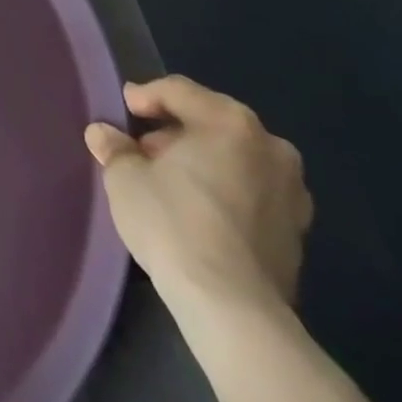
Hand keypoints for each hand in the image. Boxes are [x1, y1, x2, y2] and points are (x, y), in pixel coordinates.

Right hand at [84, 75, 312, 315]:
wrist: (233, 310)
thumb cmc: (174, 224)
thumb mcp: (125, 178)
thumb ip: (115, 148)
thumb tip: (103, 134)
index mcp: (230, 122)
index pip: (179, 91)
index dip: (145, 96)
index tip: (124, 111)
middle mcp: (270, 147)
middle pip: (212, 122)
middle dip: (176, 132)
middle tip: (144, 150)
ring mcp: (292, 193)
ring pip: (236, 159)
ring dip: (204, 162)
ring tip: (171, 183)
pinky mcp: (298, 234)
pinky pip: (253, 194)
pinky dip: (227, 192)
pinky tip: (199, 212)